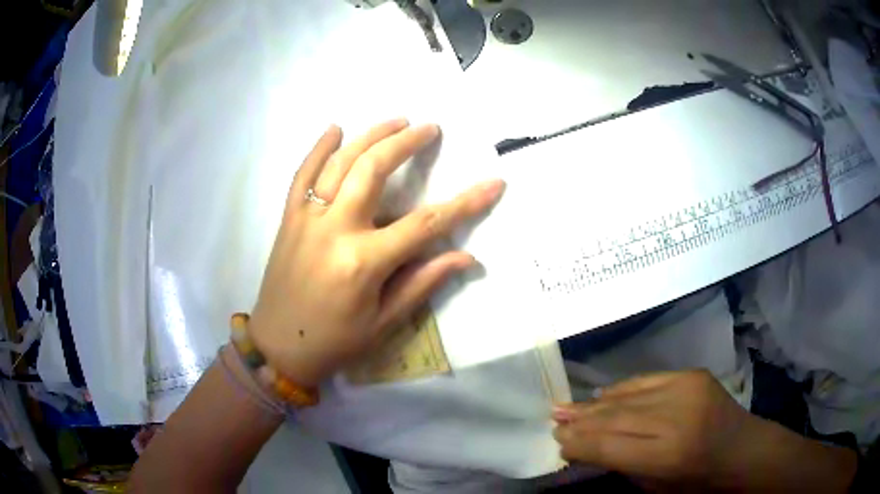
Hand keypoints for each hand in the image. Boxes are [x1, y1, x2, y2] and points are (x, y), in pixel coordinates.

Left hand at [249, 120, 503, 387]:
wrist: (278, 347)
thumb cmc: (335, 342)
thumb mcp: (384, 322)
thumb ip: (423, 282)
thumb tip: (467, 257)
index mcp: (364, 262)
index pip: (425, 224)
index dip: (465, 203)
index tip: (493, 182)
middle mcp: (335, 230)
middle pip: (374, 170)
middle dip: (406, 143)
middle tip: (429, 128)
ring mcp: (307, 219)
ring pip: (339, 163)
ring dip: (370, 136)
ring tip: (396, 120)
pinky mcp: (289, 219)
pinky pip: (302, 175)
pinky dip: (318, 148)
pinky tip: (335, 129)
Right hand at [552, 370, 857, 490]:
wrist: (742, 449)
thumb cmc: (698, 480)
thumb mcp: (655, 486)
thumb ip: (622, 464)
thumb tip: (586, 447)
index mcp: (668, 454)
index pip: (610, 446)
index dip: (580, 444)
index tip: (557, 442)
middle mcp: (676, 417)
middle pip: (616, 418)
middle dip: (581, 421)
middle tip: (554, 419)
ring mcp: (687, 389)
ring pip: (629, 396)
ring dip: (595, 404)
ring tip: (566, 406)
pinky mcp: (693, 375)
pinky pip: (647, 380)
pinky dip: (622, 389)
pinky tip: (602, 394)